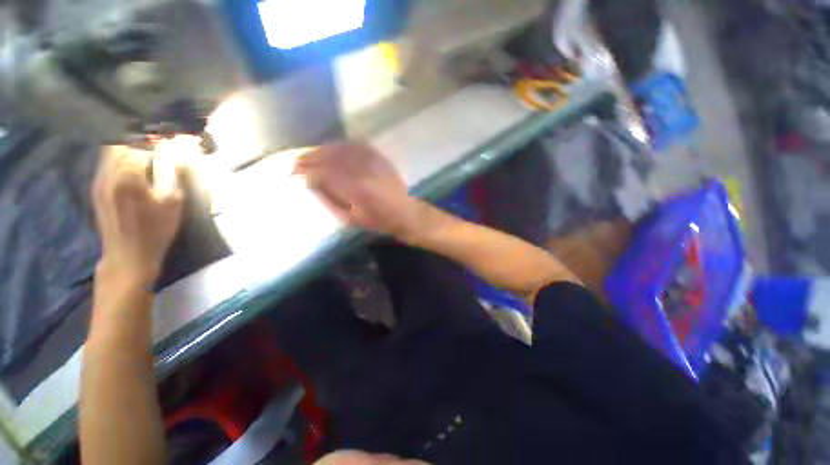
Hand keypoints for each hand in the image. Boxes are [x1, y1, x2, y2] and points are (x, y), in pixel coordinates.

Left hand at [92, 145, 183, 288]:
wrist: (128, 255)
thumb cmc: (155, 230)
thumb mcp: (172, 202)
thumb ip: (172, 173)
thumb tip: (177, 151)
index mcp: (127, 175)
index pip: (141, 143)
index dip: (158, 136)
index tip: (174, 134)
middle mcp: (108, 172)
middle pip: (120, 140)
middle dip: (140, 135)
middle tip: (160, 139)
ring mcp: (99, 179)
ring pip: (110, 148)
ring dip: (129, 143)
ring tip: (148, 147)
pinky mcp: (97, 187)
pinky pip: (107, 160)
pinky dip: (121, 154)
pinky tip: (135, 161)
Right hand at [294, 143, 420, 236]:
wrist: (404, 213)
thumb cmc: (377, 221)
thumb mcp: (350, 219)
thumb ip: (328, 201)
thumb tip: (310, 184)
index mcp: (355, 190)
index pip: (323, 174)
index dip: (305, 172)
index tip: (293, 173)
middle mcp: (363, 172)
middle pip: (330, 158)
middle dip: (309, 158)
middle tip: (296, 162)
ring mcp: (373, 163)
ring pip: (342, 149)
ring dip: (323, 150)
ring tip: (310, 154)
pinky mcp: (380, 158)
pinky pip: (357, 146)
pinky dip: (341, 145)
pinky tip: (332, 148)